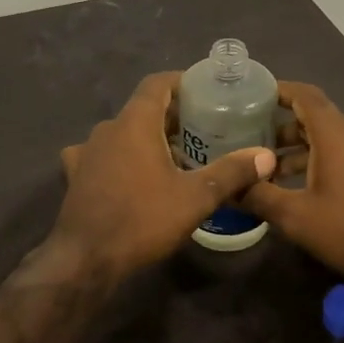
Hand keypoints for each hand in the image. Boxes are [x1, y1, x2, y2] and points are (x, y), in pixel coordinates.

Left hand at [52, 72, 276, 280]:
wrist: (85, 259)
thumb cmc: (142, 220)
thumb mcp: (195, 198)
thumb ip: (232, 172)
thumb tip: (267, 156)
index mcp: (134, 123)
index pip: (157, 83)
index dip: (182, 82)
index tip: (205, 91)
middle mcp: (107, 129)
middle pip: (142, 109)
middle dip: (172, 116)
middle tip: (203, 129)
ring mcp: (87, 153)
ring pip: (123, 134)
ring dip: (148, 139)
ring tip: (176, 157)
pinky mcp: (76, 176)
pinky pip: (103, 156)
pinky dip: (122, 159)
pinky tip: (134, 177)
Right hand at [245, 82, 343, 279]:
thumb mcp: (297, 217)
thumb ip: (259, 197)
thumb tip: (227, 188)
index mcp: (336, 133)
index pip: (305, 94)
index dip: (279, 90)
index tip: (254, 95)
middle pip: (316, 118)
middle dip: (283, 129)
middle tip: (253, 144)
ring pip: (332, 139)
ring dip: (302, 151)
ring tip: (274, 174)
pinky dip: (324, 161)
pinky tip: (308, 189)